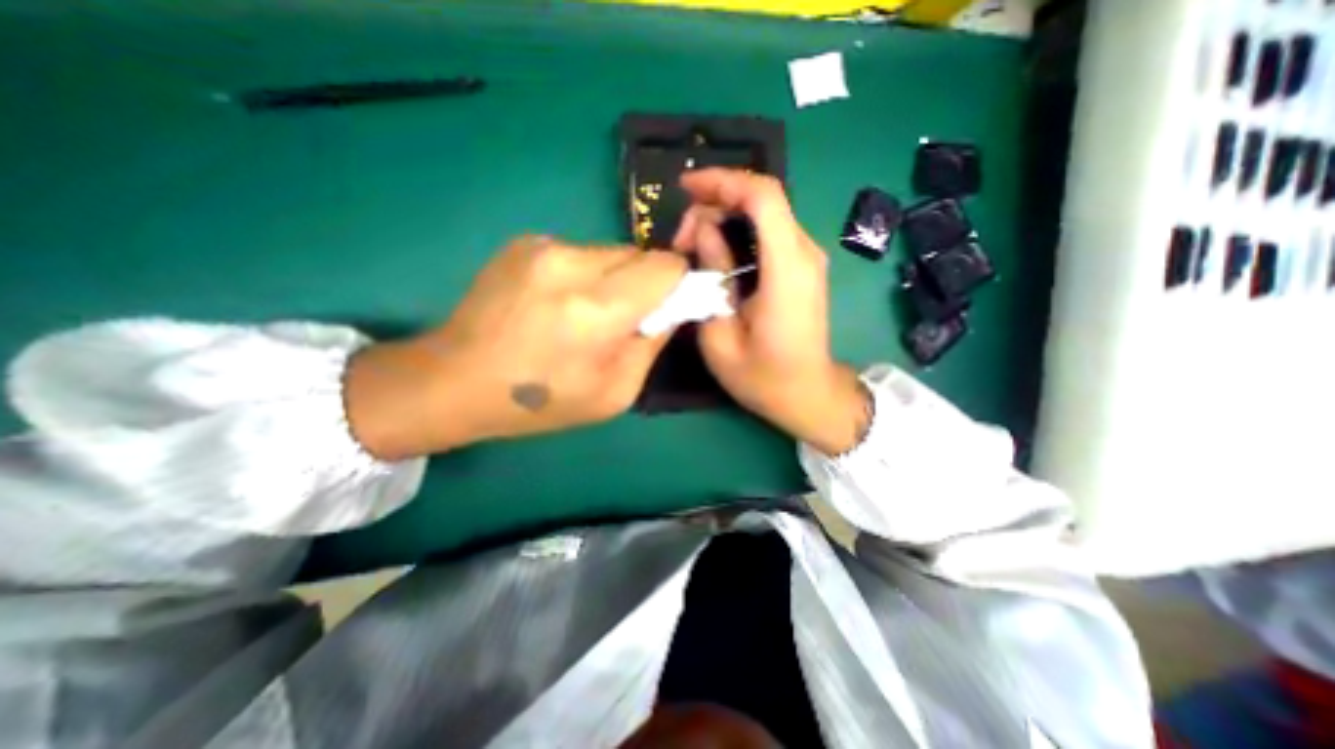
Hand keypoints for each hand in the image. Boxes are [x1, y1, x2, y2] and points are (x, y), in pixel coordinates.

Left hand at [343, 236, 683, 462]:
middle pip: (639, 254)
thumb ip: (652, 344)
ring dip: (613, 279)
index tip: (669, 307)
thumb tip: (673, 309)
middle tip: (623, 319)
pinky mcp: (525, 242)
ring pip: (611, 251)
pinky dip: (585, 274)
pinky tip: (558, 302)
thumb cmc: (541, 401)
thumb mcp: (615, 393)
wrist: (455, 380)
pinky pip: (581, 252)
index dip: (678, 284)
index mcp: (596, 310)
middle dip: (645, 284)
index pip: (665, 267)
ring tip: (585, 313)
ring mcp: (543, 247)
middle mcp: (571, 264)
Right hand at [673, 170, 871, 454]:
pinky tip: (715, 252)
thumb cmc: (762, 377)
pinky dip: (739, 231)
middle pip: (762, 199)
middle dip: (715, 204)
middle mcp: (805, 253)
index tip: (685, 188)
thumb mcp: (721, 336)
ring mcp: (808, 259)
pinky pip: (770, 232)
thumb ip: (712, 277)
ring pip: (765, 213)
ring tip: (691, 246)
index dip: (723, 180)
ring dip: (724, 217)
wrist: (807, 395)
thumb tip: (703, 234)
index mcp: (787, 270)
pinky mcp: (803, 268)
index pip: (763, 196)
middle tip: (681, 239)